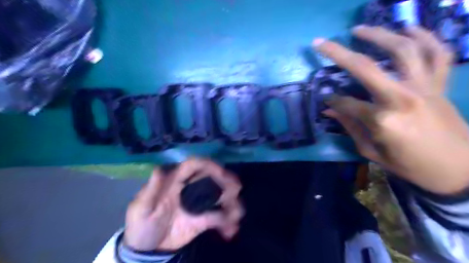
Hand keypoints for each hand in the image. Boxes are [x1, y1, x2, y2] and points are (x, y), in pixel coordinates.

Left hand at [122, 158, 243, 250]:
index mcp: (176, 181)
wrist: (147, 251)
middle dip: (227, 183)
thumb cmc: (141, 226)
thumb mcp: (141, 209)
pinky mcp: (204, 219)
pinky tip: (230, 231)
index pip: (194, 165)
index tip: (222, 173)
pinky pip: (219, 217)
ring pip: (220, 197)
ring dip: (231, 204)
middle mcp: (190, 188)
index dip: (209, 165)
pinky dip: (227, 222)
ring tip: (236, 217)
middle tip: (236, 191)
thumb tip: (159, 169)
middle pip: (212, 179)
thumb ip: (151, 191)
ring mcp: (199, 204)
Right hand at [313, 25, 467, 192]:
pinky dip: (425, 37)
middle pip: (365, 68)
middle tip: (321, 43)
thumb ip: (350, 127)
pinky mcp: (440, 85)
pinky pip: (437, 53)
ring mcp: (424, 87)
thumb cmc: (408, 165)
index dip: (333, 101)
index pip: (347, 103)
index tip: (326, 101)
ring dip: (378, 35)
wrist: (457, 170)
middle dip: (338, 53)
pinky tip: (408, 29)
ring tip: (359, 29)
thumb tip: (330, 111)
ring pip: (402, 50)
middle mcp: (402, 98)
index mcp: (382, 121)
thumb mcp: (371, 151)